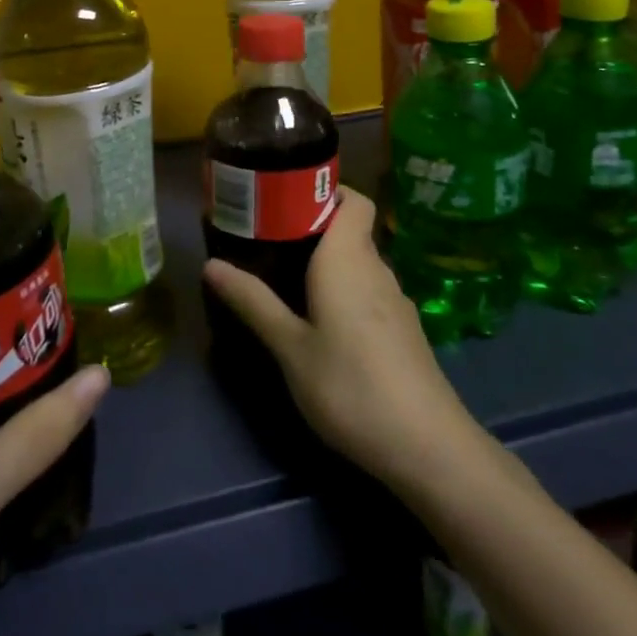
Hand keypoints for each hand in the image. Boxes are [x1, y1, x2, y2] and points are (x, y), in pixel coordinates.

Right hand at [202, 186, 484, 494]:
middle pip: (351, 229)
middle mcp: (376, 268)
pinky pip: (369, 291)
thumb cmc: (349, 385)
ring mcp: (395, 301)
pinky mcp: (403, 330)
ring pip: (359, 263)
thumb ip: (253, 302)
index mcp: (349, 258)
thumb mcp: (290, 347)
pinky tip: (322, 321)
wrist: (426, 445)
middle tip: (268, 241)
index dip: (326, 190)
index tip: (286, 199)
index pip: (353, 199)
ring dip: (327, 262)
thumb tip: (210, 264)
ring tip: (286, 278)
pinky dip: (345, 290)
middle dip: (313, 228)